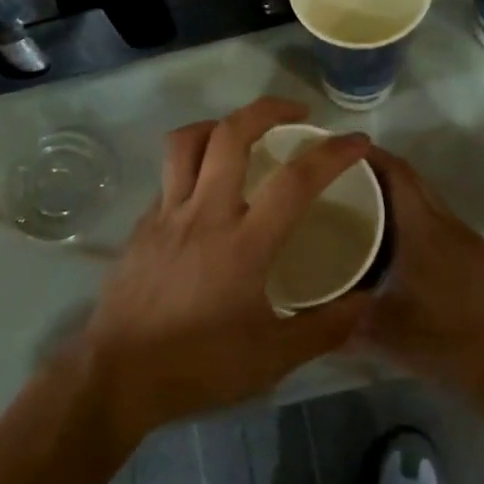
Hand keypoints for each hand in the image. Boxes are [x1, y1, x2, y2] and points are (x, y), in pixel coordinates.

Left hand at [82, 97, 373, 444]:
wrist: (117, 375)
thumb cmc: (199, 367)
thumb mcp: (272, 359)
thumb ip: (324, 328)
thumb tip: (366, 302)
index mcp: (243, 244)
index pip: (295, 181)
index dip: (332, 154)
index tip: (357, 141)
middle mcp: (204, 213)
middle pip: (231, 134)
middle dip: (267, 109)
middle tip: (296, 113)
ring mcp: (166, 213)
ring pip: (187, 142)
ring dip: (219, 124)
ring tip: (243, 133)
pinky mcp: (142, 223)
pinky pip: (169, 175)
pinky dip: (193, 165)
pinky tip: (206, 191)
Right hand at [360, 148, 483, 433]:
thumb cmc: (450, 345)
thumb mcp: (385, 334)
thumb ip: (341, 319)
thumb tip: (304, 312)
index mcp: (425, 231)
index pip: (397, 172)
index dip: (368, 155)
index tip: (336, 151)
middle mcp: (449, 225)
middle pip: (413, 181)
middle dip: (377, 172)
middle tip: (338, 180)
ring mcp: (470, 241)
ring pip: (428, 202)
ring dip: (398, 198)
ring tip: (360, 210)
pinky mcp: (482, 260)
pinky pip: (441, 224)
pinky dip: (416, 220)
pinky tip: (397, 247)